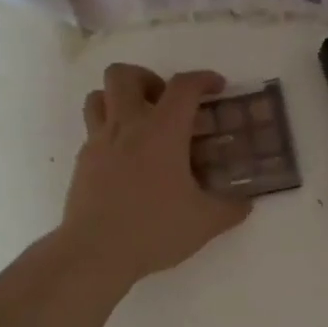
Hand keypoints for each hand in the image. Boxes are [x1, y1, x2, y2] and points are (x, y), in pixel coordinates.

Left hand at [60, 64, 250, 283]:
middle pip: (124, 75)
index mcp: (162, 131)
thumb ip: (230, 208)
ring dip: (119, 99)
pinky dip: (109, 132)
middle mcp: (127, 126)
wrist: (96, 252)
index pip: (183, 86)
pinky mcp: (82, 162)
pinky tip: (126, 160)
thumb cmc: (154, 229)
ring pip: (98, 96)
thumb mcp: (205, 222)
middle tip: (165, 103)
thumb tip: (245, 203)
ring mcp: (99, 142)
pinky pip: (92, 130)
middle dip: (148, 79)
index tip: (216, 87)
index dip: (203, 79)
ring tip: (140, 123)